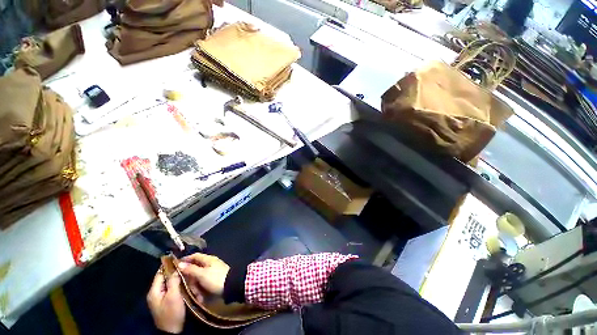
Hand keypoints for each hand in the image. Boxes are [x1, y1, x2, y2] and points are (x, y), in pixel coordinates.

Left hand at [147, 270, 185, 333]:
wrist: (172, 331)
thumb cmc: (172, 312)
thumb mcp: (173, 296)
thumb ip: (173, 281)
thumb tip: (176, 268)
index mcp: (154, 291)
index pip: (160, 273)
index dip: (169, 265)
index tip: (179, 259)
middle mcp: (155, 293)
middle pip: (165, 278)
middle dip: (174, 272)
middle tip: (186, 266)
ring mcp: (160, 298)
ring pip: (169, 283)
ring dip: (177, 278)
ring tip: (187, 273)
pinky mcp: (166, 301)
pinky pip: (171, 289)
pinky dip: (177, 284)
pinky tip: (185, 283)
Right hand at [179, 253, 229, 296]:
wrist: (231, 286)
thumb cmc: (215, 279)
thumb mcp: (202, 274)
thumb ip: (191, 269)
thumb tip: (180, 264)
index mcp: (208, 259)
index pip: (194, 256)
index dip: (185, 260)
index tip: (175, 266)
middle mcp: (210, 263)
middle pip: (196, 267)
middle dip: (189, 277)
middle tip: (184, 285)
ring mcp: (213, 271)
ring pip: (199, 277)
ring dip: (195, 285)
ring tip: (194, 293)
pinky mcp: (214, 280)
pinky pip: (204, 283)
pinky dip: (201, 289)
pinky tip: (200, 296)